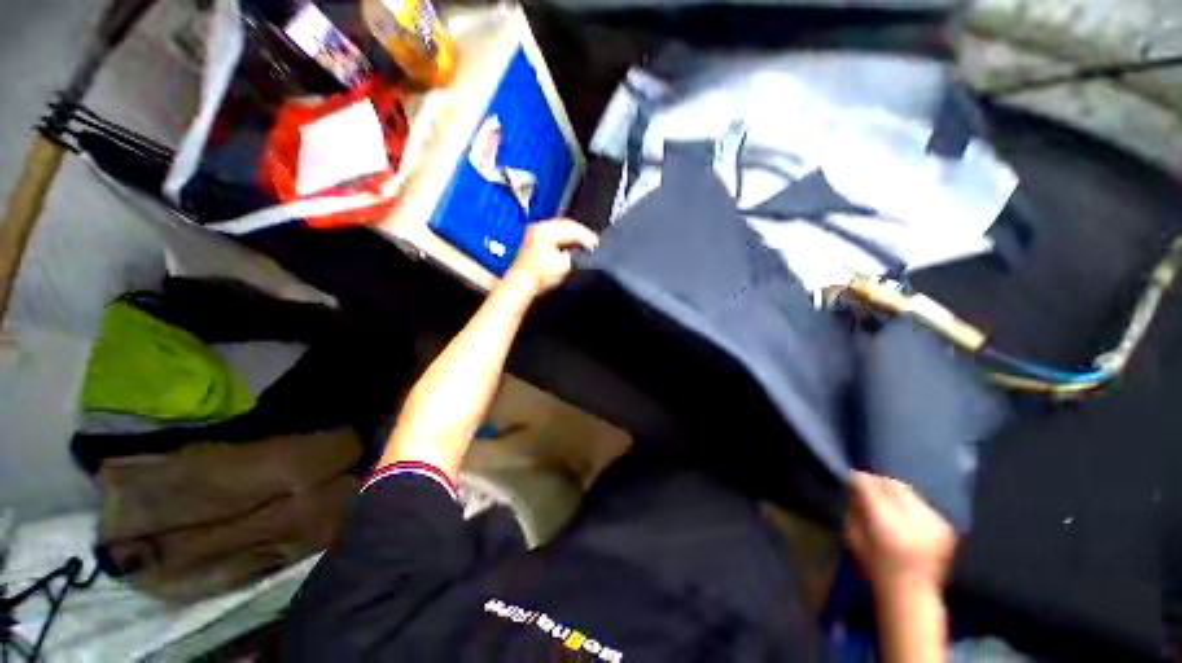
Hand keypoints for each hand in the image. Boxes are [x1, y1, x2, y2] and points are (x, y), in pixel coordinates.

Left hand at [505, 218, 598, 295]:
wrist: (522, 285)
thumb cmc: (538, 277)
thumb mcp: (565, 265)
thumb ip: (579, 254)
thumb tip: (587, 250)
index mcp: (545, 229)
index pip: (573, 228)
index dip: (588, 236)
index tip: (597, 244)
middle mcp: (539, 227)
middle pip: (567, 225)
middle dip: (582, 234)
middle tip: (595, 243)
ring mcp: (536, 232)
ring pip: (562, 229)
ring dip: (575, 236)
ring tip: (587, 244)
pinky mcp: (536, 240)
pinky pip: (556, 234)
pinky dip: (567, 239)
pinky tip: (573, 247)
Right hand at [845, 471, 956, 595]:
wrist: (913, 597)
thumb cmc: (875, 568)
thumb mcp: (853, 536)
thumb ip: (855, 508)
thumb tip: (856, 487)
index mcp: (886, 524)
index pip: (869, 485)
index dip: (858, 479)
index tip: (852, 479)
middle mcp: (913, 519)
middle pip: (892, 484)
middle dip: (878, 483)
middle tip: (869, 488)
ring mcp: (933, 522)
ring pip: (908, 491)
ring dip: (894, 493)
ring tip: (887, 503)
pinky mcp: (946, 526)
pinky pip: (922, 504)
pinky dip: (910, 505)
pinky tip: (905, 517)